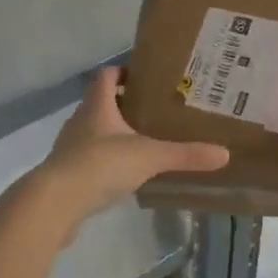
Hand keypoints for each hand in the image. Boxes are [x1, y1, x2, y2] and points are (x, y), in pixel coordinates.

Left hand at [28, 67, 228, 234]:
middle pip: (102, 102)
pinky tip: (124, 173)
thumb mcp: (149, 157)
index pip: (108, 75)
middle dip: (126, 104)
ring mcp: (70, 148)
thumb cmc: (100, 165)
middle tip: (156, 111)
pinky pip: (88, 158)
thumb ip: (185, 155)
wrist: (54, 204)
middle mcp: (81, 120)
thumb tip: (223, 153)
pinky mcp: (66, 174)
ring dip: (114, 133)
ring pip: (94, 131)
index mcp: (97, 105)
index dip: (125, 72)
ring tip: (144, 141)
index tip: (149, 78)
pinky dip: (105, 160)